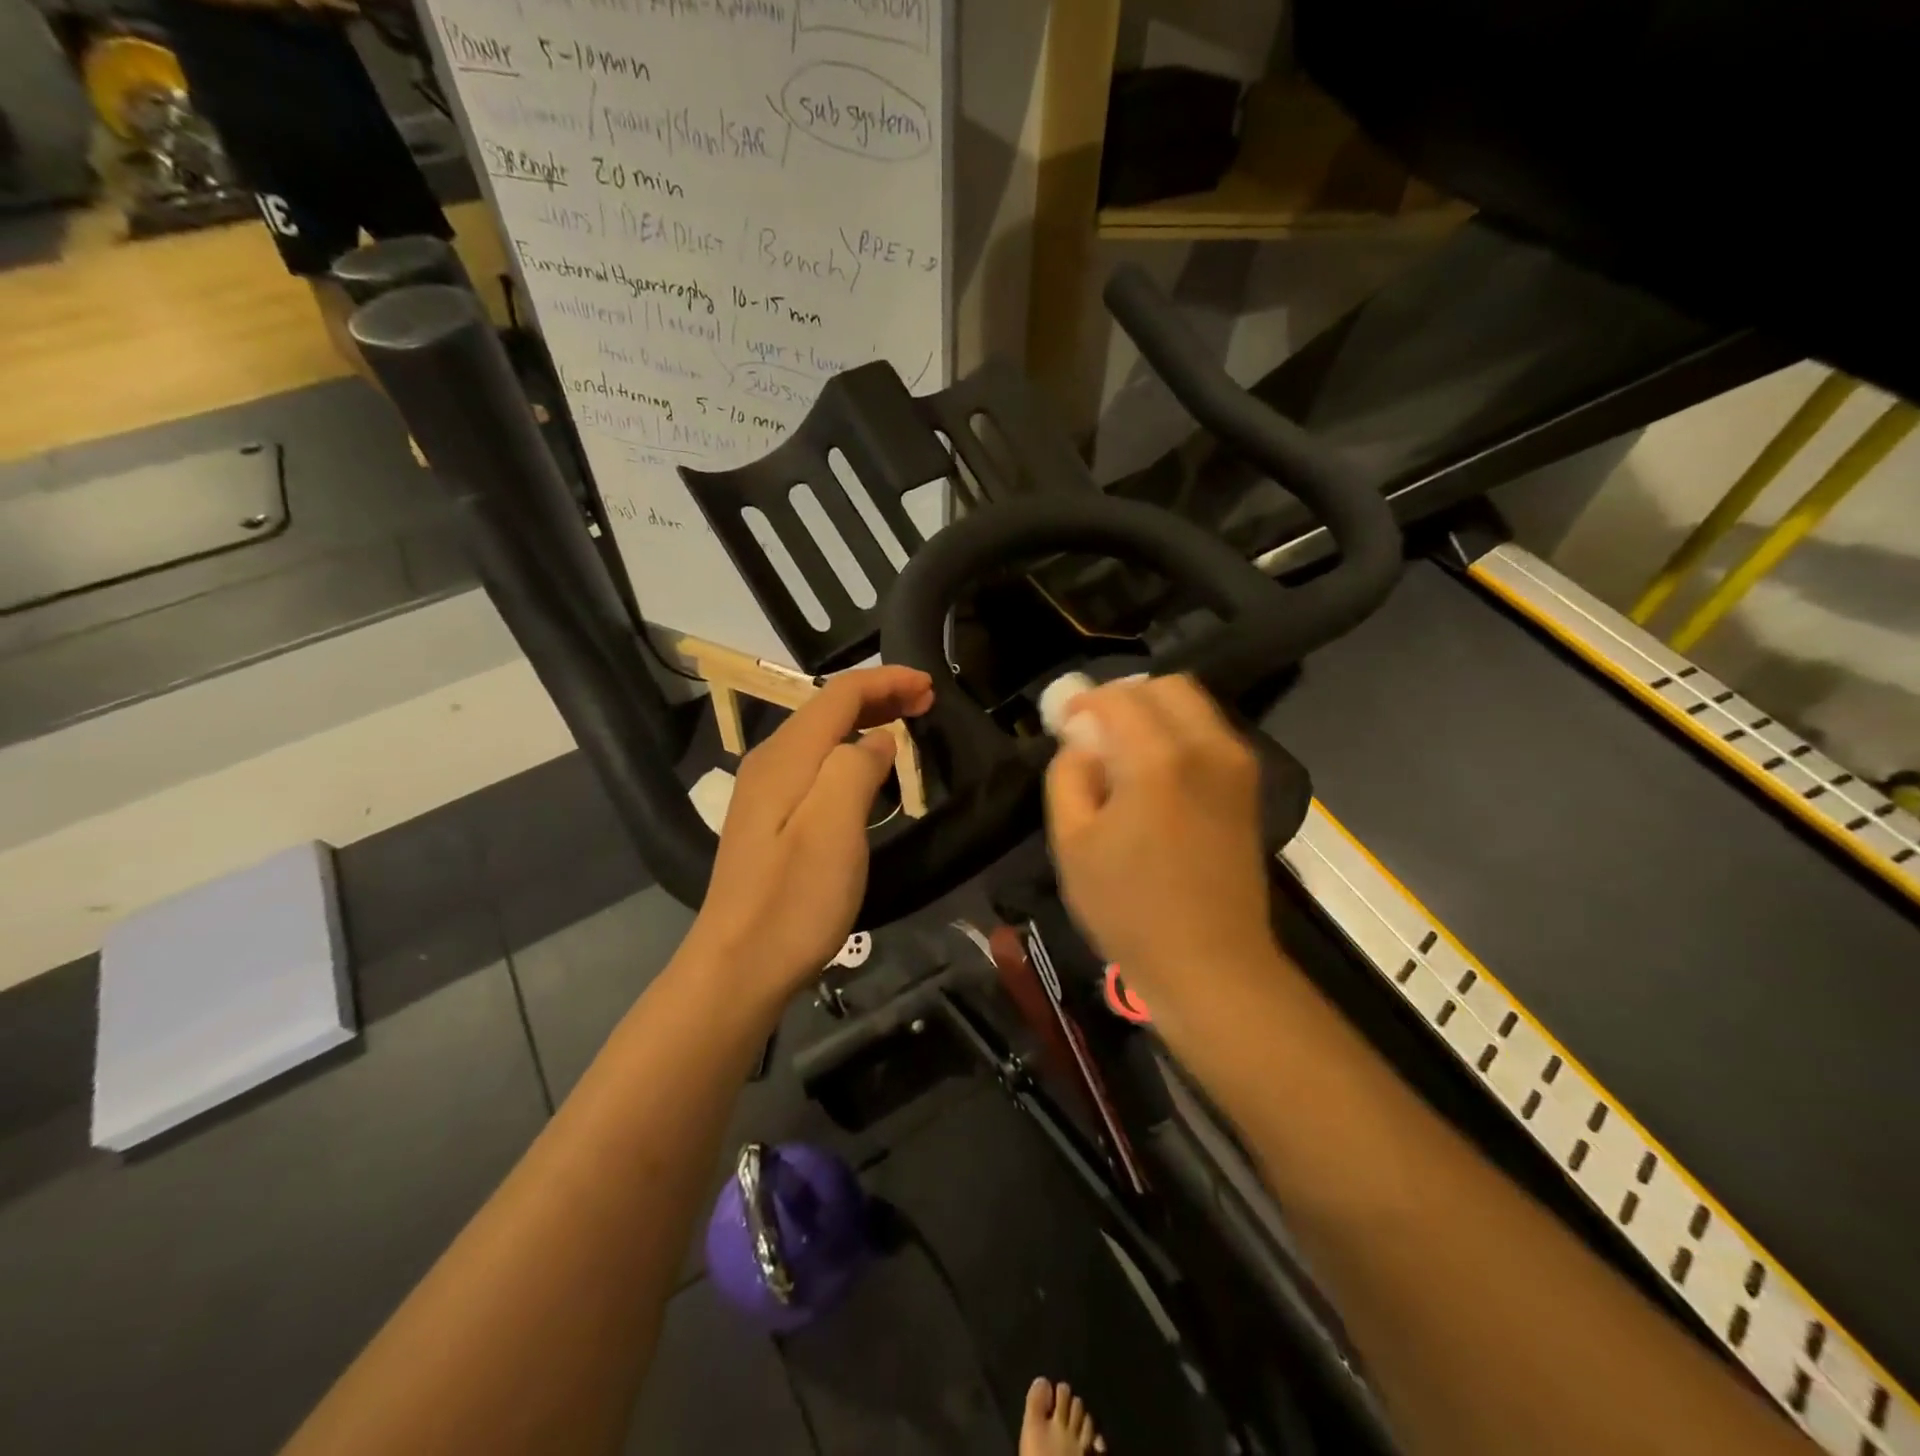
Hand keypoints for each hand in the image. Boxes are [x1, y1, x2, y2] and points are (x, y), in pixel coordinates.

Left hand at [687, 666, 933, 1000]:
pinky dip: (849, 751)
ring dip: (865, 721)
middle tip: (925, 702)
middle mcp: (770, 762)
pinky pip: (815, 764)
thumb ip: (856, 768)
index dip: (886, 681)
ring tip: (905, 725)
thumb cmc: (794, 898)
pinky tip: (866, 770)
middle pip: (828, 709)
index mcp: (786, 756)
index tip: (930, 686)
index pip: (840, 694)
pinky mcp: (769, 821)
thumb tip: (877, 741)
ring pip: (821, 736)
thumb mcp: (835, 826)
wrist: (738, 967)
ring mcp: (765, 793)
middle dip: (878, 696)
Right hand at [1045, 675, 1278, 1000]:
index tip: (1064, 724)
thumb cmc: (1129, 908)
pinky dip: (1180, 735)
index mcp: (1158, 758)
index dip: (1084, 704)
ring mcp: (1237, 765)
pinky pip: (1211, 735)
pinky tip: (1157, 776)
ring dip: (1154, 715)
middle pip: (1165, 687)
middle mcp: (1207, 747)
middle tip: (1096, 735)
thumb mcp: (1072, 842)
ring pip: (1193, 706)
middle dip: (1124, 699)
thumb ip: (1068, 775)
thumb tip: (1082, 744)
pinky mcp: (1250, 787)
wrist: (1210, 963)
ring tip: (1124, 756)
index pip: (1118, 698)